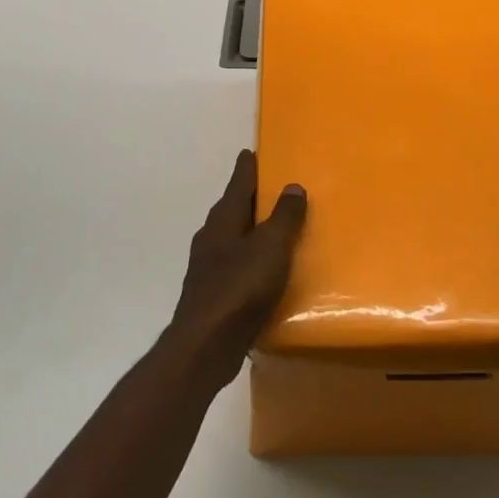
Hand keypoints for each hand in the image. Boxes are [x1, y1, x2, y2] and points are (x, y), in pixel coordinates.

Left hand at [170, 150, 307, 386]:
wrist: (205, 345)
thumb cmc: (240, 288)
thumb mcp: (271, 247)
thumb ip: (284, 216)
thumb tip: (292, 185)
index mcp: (224, 219)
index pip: (238, 182)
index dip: (248, 167)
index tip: (252, 152)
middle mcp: (211, 237)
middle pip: (233, 208)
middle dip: (251, 198)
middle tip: (275, 188)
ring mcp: (208, 266)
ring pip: (233, 237)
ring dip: (252, 230)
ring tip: (276, 229)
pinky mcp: (213, 293)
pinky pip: (236, 265)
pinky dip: (251, 259)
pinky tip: (265, 271)